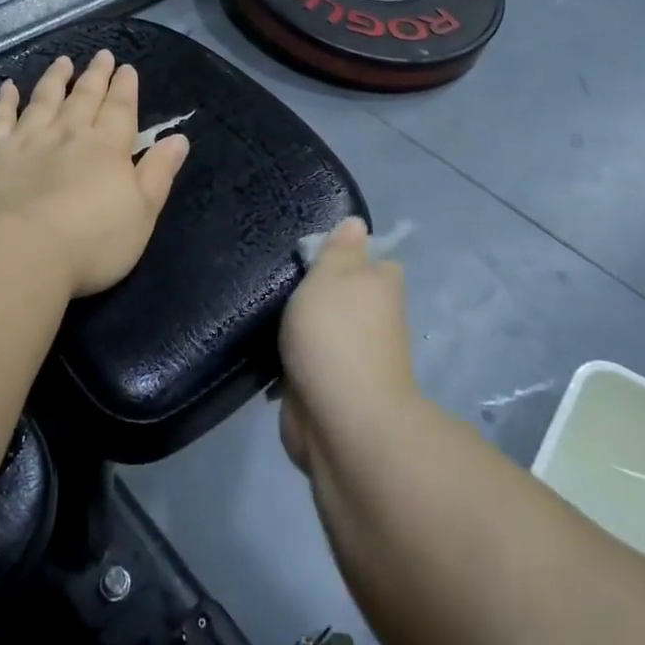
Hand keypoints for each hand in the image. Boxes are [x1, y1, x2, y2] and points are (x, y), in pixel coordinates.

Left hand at [0, 51, 190, 297]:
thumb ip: (158, 173)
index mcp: (107, 148)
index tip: (127, 67)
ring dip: (55, 79)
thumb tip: (179, 138)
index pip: (120, 109)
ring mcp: (27, 140)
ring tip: (63, 62)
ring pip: (43, 99)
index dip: (125, 87)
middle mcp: (68, 133)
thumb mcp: (142, 213)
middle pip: (84, 97)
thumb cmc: (91, 242)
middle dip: (95, 75)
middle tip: (102, 55)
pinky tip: (8, 87)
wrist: (19, 253)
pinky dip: (5, 100)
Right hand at [278, 219, 417, 472]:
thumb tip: (357, 223)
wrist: (342, 422)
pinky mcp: (330, 390)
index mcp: (381, 288)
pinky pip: (308, 364)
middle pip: (346, 297)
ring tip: (262, 314)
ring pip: (325, 331)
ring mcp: (353, 359)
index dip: (349, 254)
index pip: (375, 261)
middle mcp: (374, 322)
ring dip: (302, 329)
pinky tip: (264, 352)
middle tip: (278, 281)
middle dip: (318, 293)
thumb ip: (339, 250)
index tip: (313, 253)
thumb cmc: (336, 335)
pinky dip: (291, 361)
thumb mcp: (331, 277)